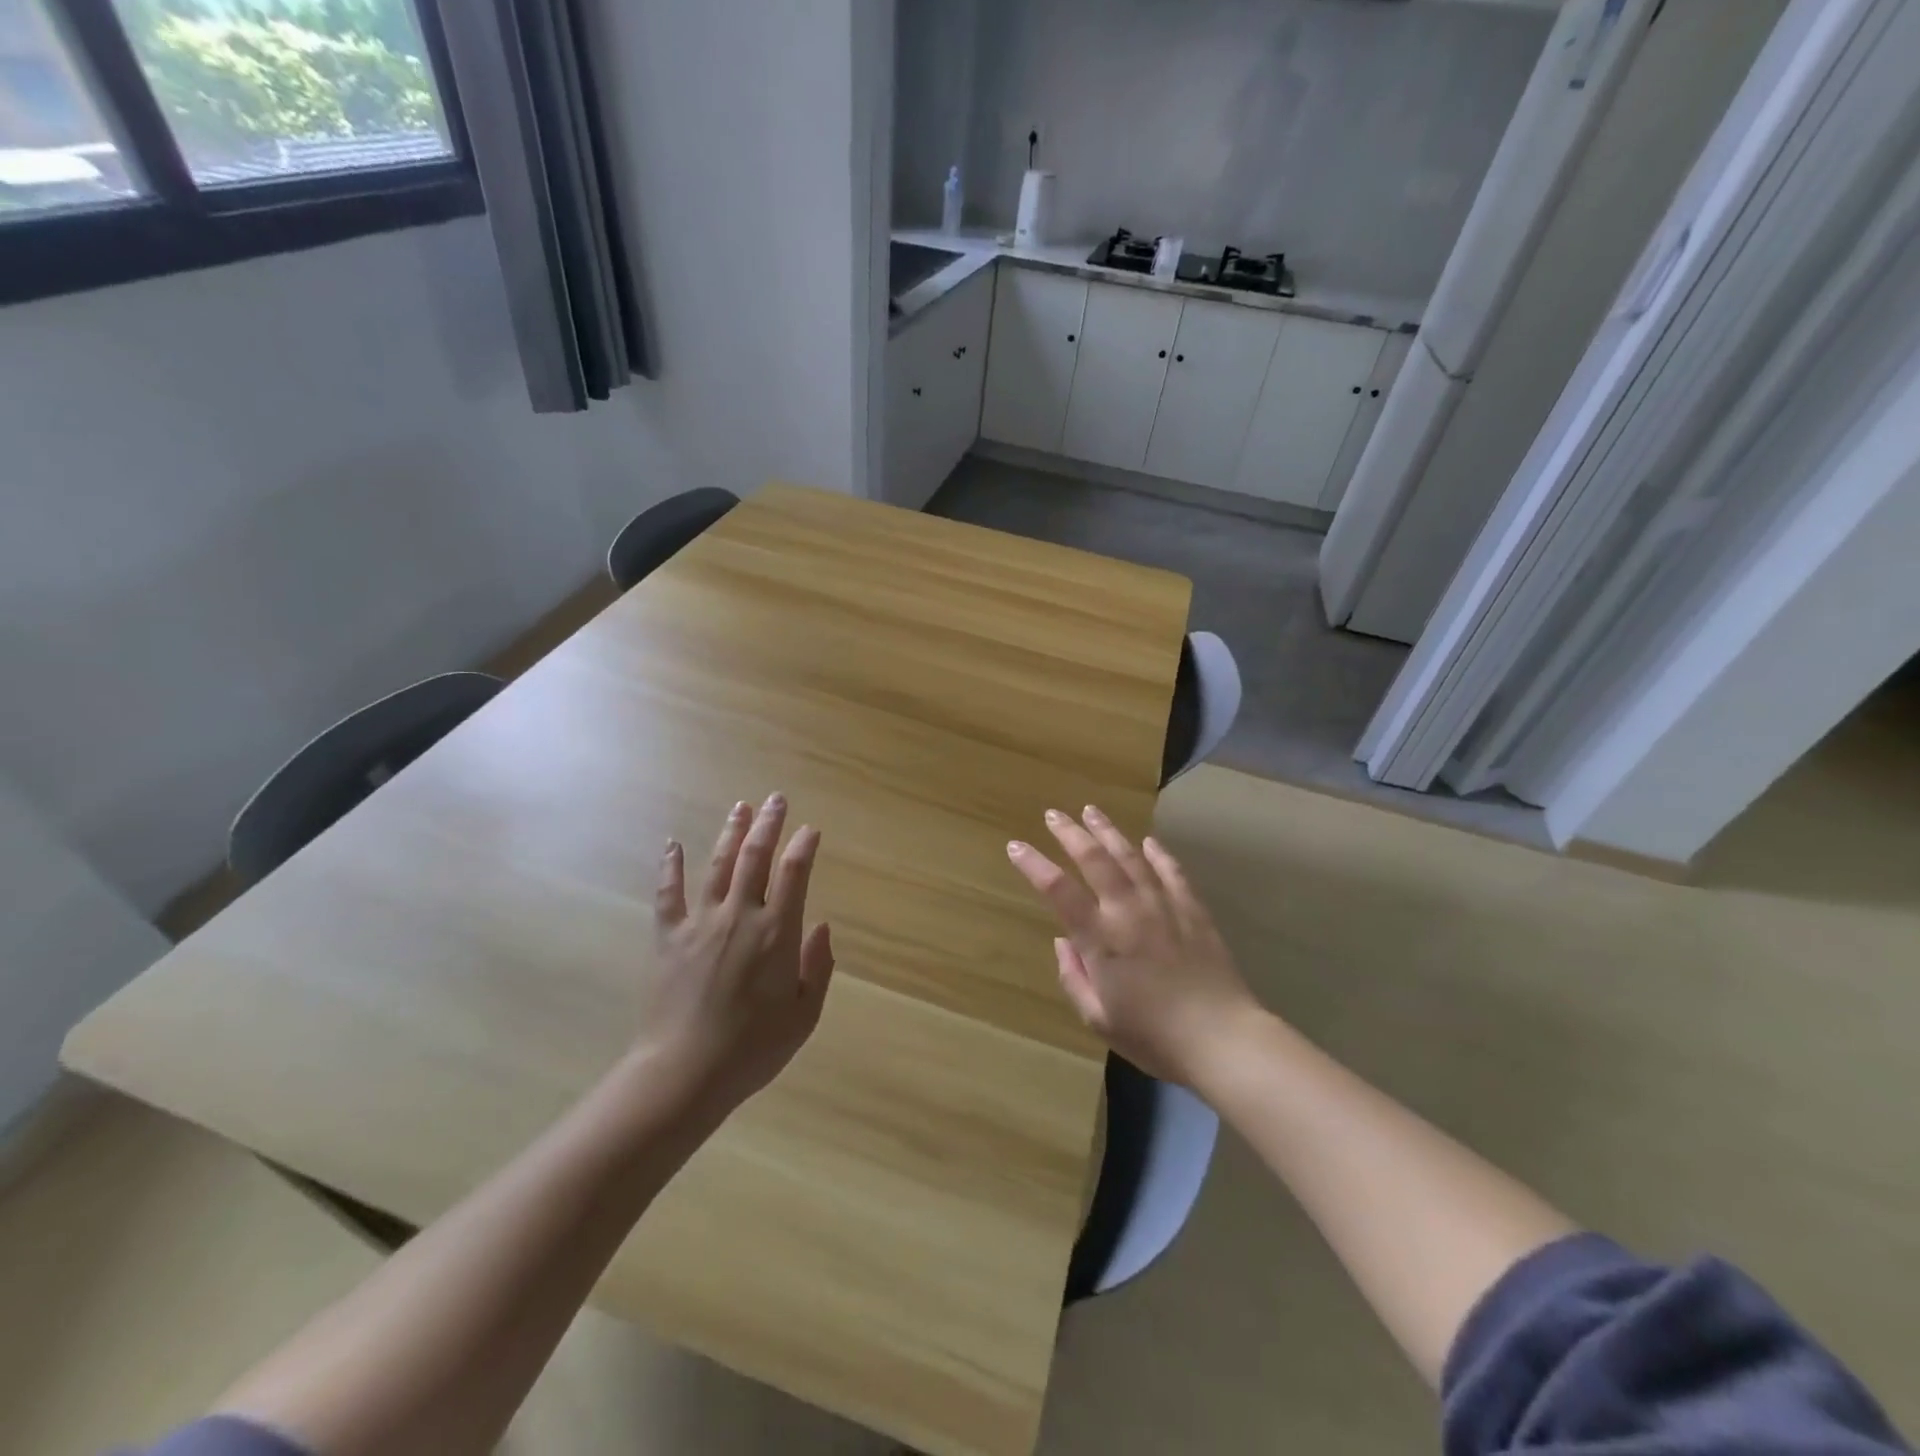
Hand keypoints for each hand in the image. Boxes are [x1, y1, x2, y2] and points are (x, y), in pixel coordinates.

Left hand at [641, 794, 835, 1113]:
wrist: (684, 1074)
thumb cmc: (753, 1049)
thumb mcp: (804, 1015)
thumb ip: (818, 967)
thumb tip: (823, 927)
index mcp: (776, 933)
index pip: (794, 874)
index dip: (804, 847)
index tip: (810, 830)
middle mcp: (739, 916)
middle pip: (755, 858)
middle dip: (768, 825)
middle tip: (776, 799)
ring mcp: (700, 924)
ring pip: (718, 866)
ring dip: (731, 833)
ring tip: (741, 807)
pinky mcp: (668, 938)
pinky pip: (669, 894)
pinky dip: (671, 867)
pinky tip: (672, 844)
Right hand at [1008, 806, 1257, 1086]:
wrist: (1222, 1039)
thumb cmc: (1153, 1037)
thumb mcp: (1098, 1019)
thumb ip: (1074, 977)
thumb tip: (1062, 942)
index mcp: (1100, 939)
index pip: (1059, 891)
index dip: (1033, 865)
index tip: (1015, 846)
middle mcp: (1128, 911)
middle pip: (1095, 860)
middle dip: (1070, 833)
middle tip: (1054, 814)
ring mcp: (1164, 906)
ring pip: (1132, 857)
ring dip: (1109, 832)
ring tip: (1092, 811)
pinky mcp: (1193, 911)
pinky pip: (1173, 872)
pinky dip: (1159, 854)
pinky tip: (1149, 841)